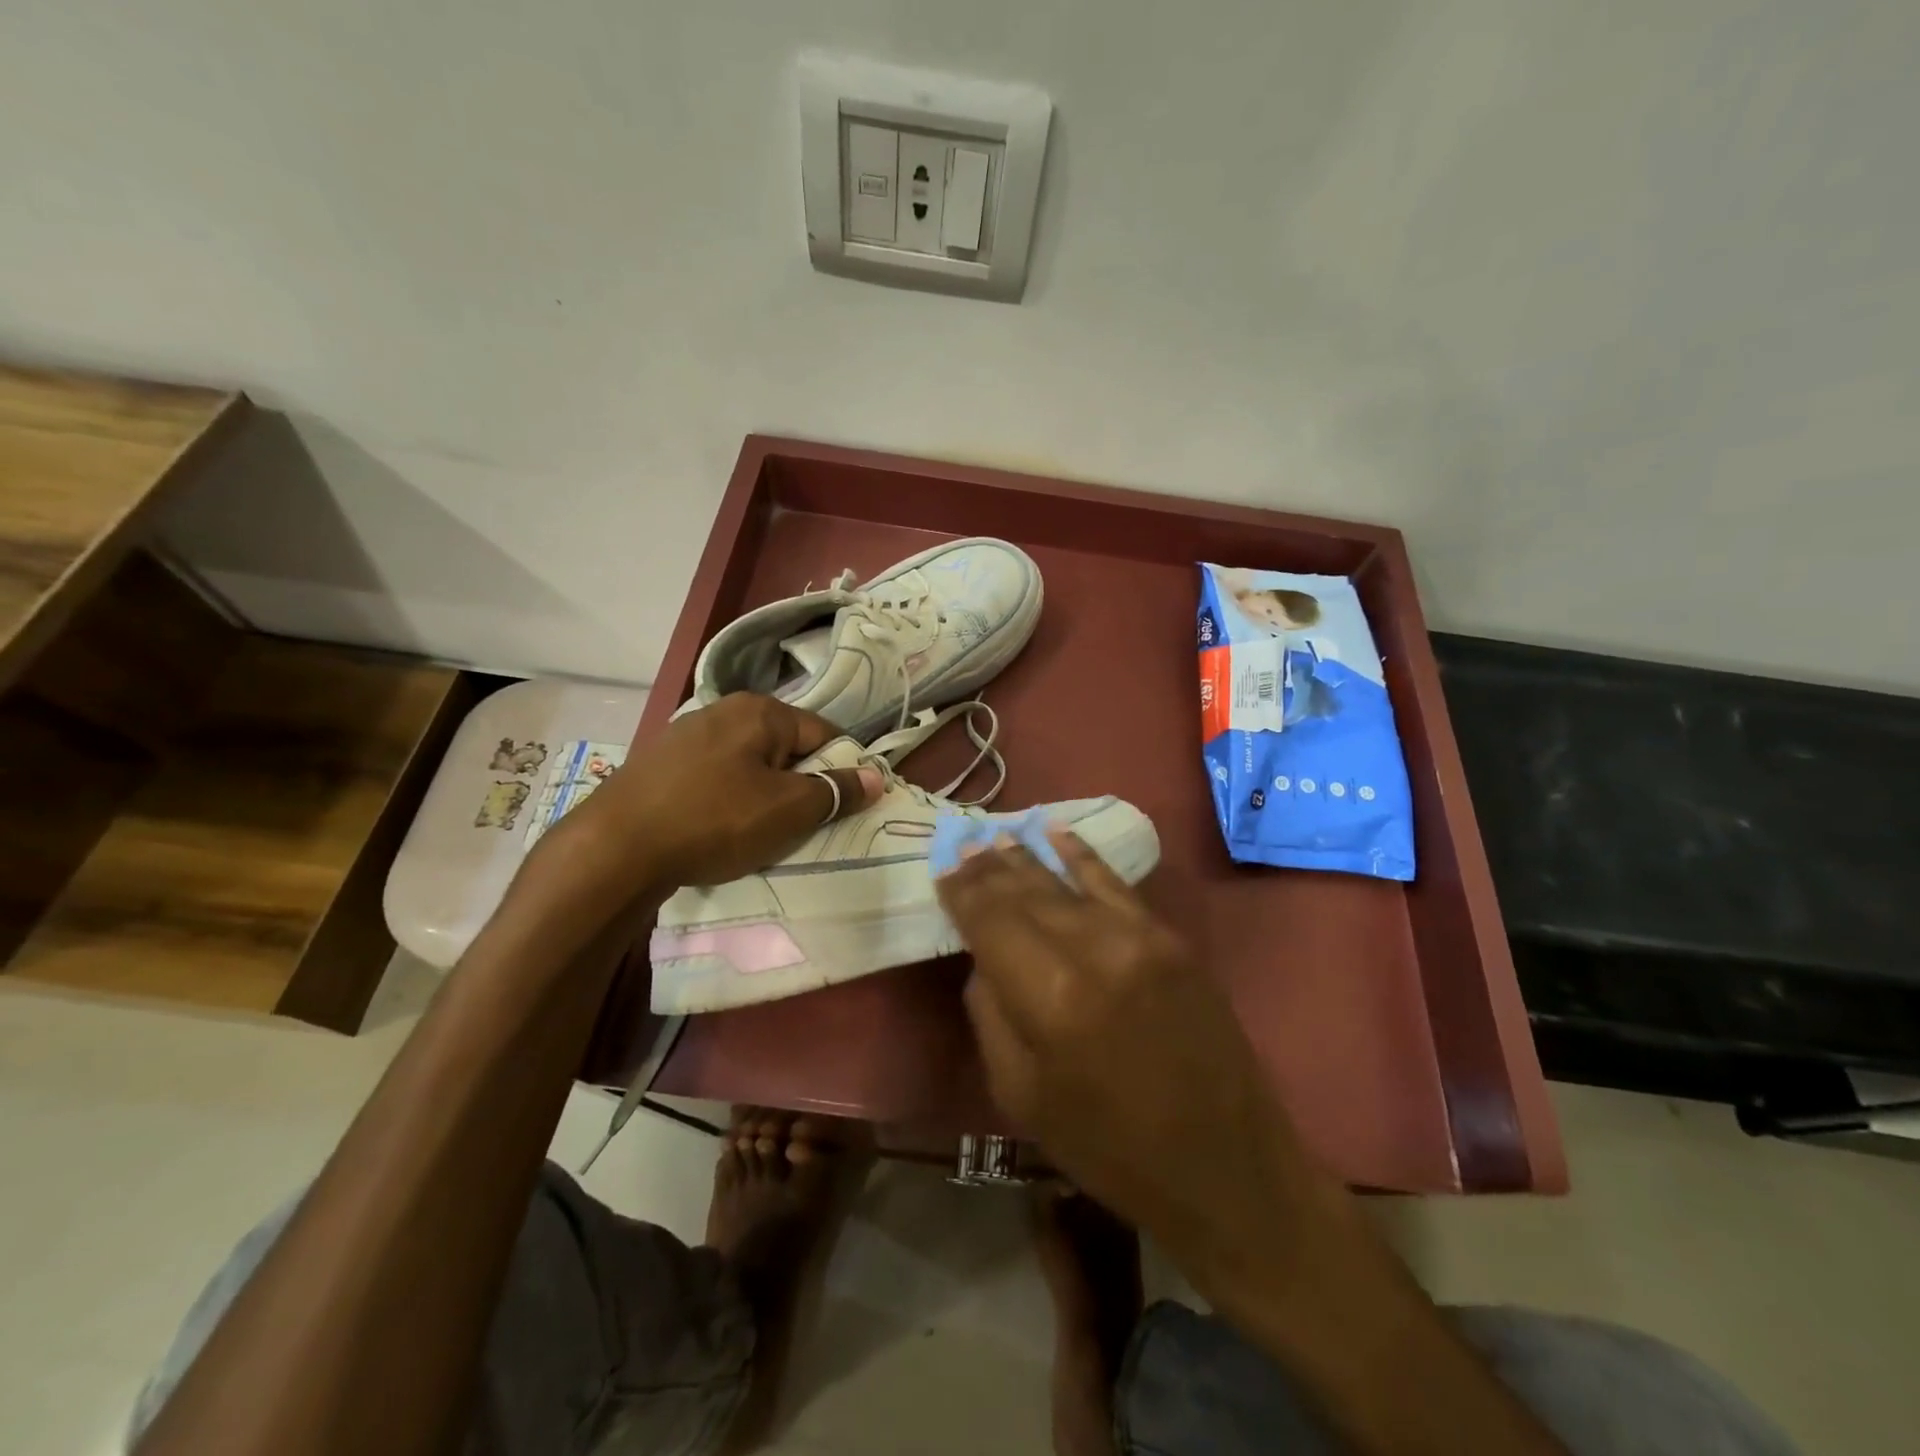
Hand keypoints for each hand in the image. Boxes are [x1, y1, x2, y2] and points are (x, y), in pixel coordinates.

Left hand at [548, 692, 879, 899]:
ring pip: (748, 764)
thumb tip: (877, 777)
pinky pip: (714, 776)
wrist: (615, 848)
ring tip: (759, 832)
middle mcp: (723, 710)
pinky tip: (717, 828)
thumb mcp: (789, 810)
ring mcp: (685, 734)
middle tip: (801, 826)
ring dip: (762, 794)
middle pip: (784, 748)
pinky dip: (726, 798)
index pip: (823, 734)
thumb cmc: (716, 820)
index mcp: (761, 711)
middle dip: (799, 784)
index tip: (842, 807)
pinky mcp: (659, 762)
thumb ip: (837, 791)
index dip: (841, 770)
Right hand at [935, 831, 1322, 1293]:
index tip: (942, 869)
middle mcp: (1095, 950)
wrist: (1226, 1166)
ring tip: (997, 836)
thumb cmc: (1109, 1148)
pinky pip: (1116, 884)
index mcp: (1050, 998)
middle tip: (963, 843)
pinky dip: (1083, 855)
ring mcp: (1140, 938)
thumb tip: (984, 957)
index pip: (991, 921)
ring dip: (1028, 857)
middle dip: (989, 868)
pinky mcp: (1171, 939)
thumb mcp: (1022, 1097)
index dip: (963, 892)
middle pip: (1027, 894)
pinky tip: (1058, 832)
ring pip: (1067, 882)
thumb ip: (992, 1014)